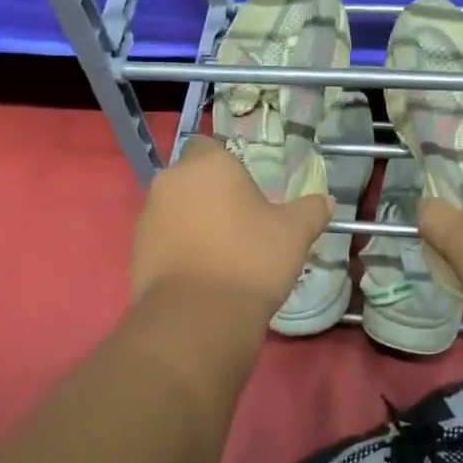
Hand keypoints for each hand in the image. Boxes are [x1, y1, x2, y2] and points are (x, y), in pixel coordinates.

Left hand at [131, 137, 332, 320]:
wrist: (198, 317)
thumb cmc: (250, 259)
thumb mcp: (294, 234)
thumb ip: (310, 211)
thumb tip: (325, 201)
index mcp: (206, 165)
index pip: (209, 145)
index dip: (227, 165)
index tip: (248, 191)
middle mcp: (170, 182)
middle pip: (191, 179)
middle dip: (210, 195)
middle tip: (241, 223)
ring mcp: (148, 217)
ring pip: (175, 209)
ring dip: (194, 222)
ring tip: (222, 253)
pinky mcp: (137, 251)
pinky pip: (164, 240)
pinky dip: (180, 249)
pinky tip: (203, 274)